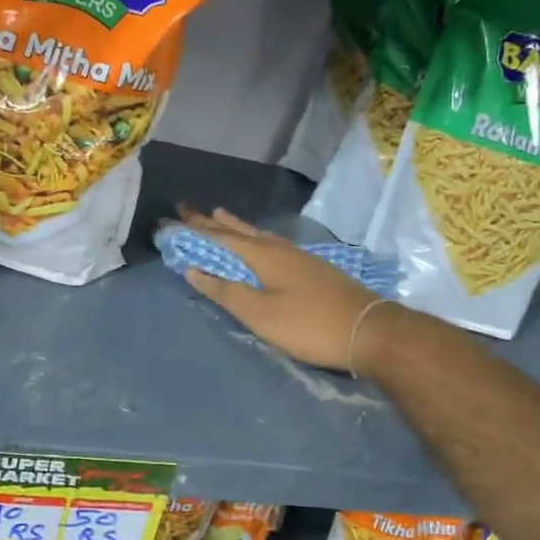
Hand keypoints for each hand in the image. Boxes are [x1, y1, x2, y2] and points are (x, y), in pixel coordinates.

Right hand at [176, 207, 383, 371]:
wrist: (368, 330)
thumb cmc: (308, 324)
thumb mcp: (259, 314)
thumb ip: (226, 291)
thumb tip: (193, 270)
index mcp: (263, 255)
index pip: (220, 237)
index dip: (194, 229)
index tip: (172, 218)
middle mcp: (280, 249)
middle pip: (240, 231)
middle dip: (213, 222)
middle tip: (189, 209)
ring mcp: (300, 257)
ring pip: (259, 236)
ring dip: (236, 227)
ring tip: (221, 217)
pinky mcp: (313, 269)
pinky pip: (273, 246)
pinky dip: (256, 240)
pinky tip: (260, 245)